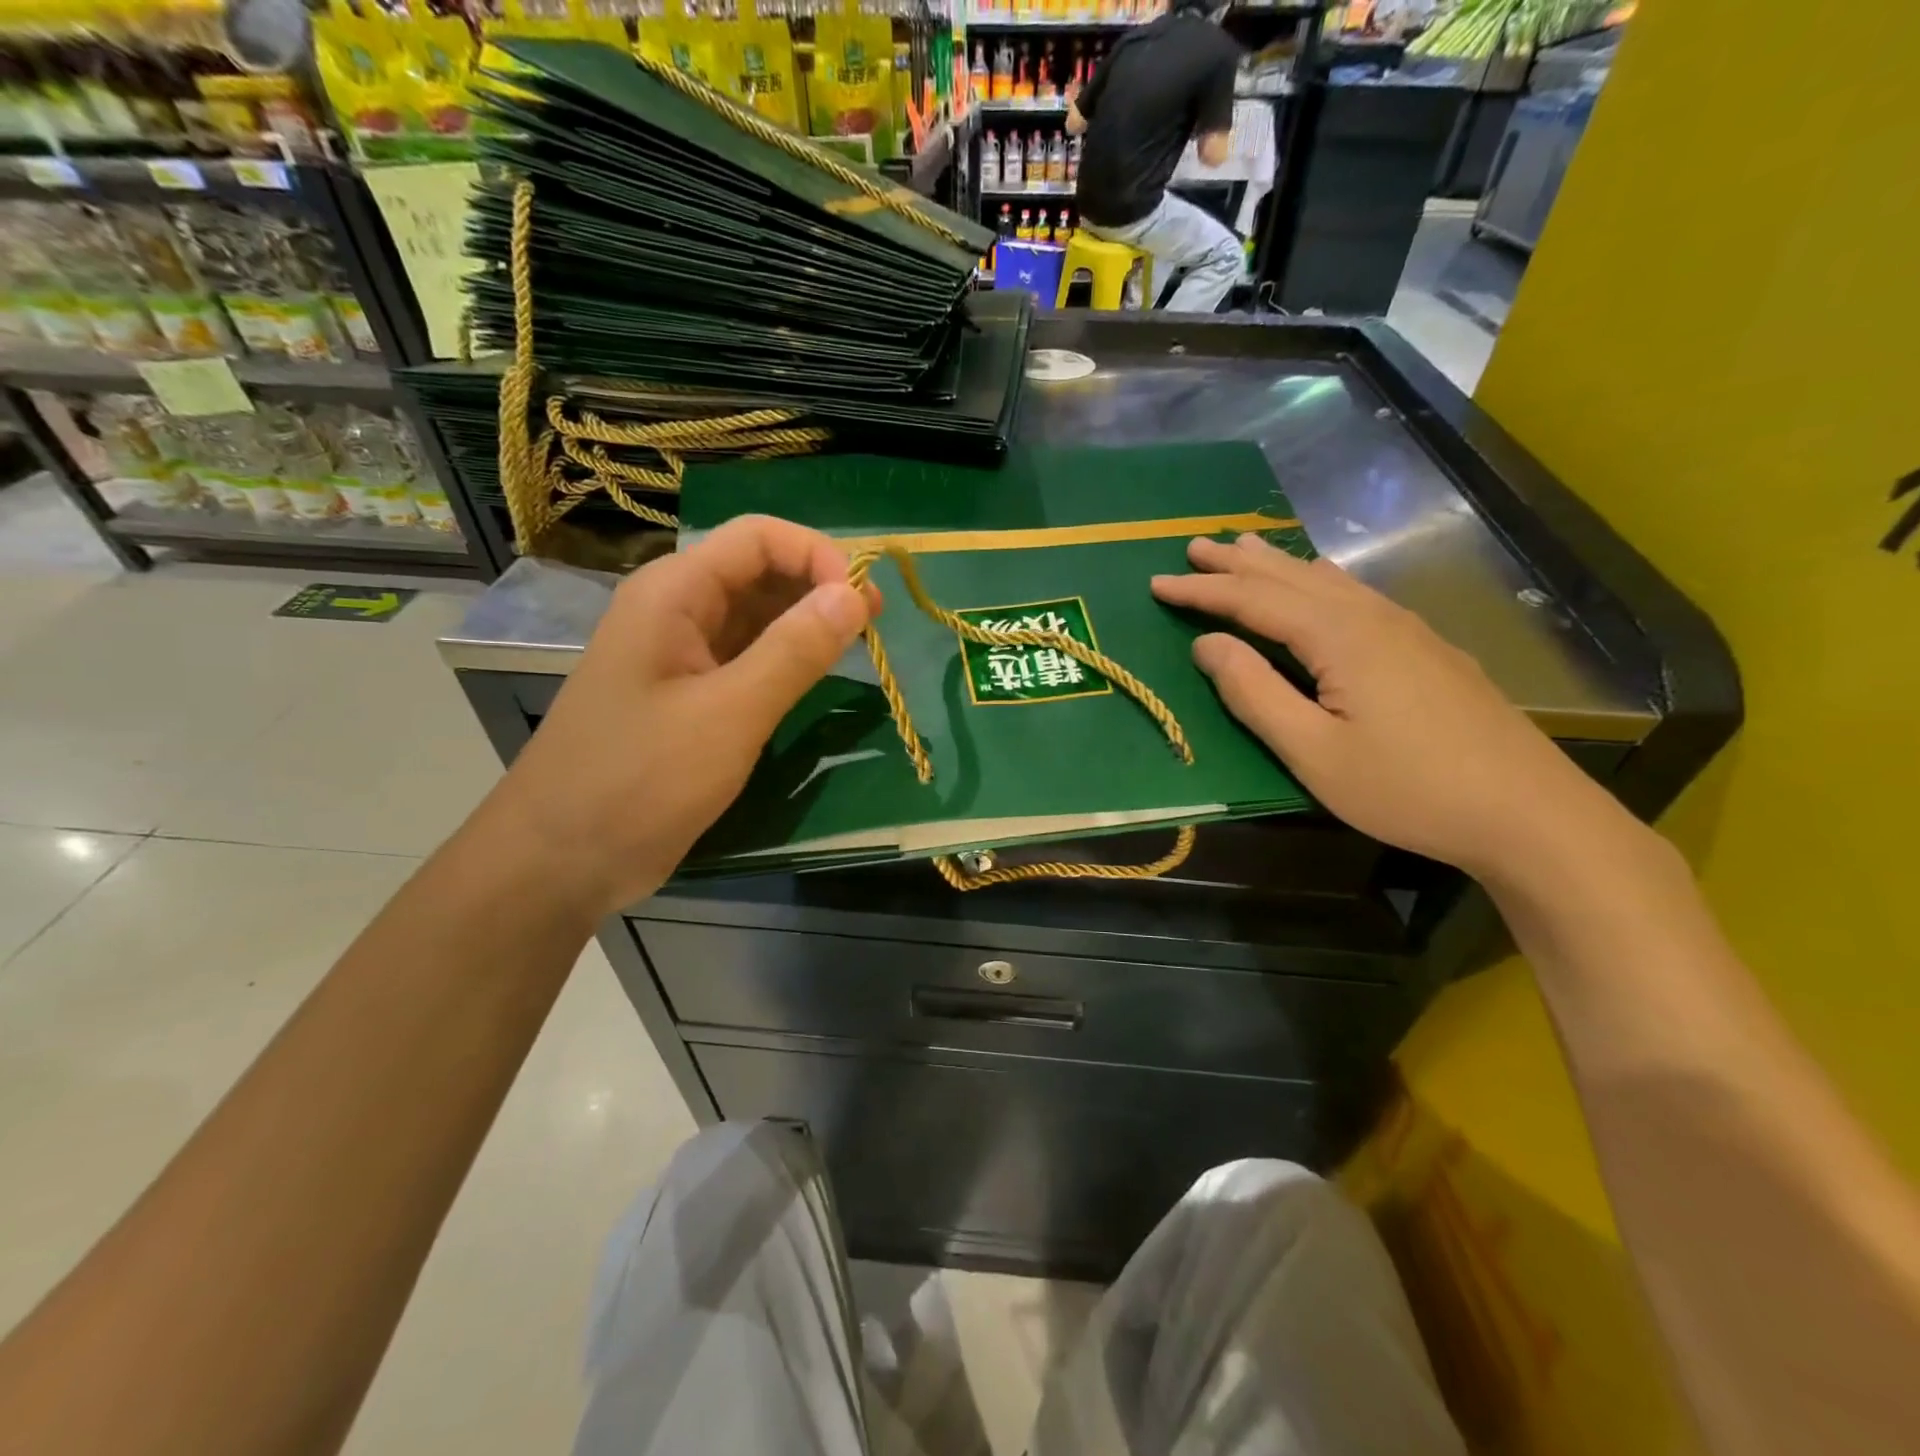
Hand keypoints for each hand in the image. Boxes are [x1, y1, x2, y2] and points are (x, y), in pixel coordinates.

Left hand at [484, 516, 872, 916]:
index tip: (864, 602)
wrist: (560, 859)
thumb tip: (854, 595)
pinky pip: (745, 658)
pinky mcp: (689, 696)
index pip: (758, 538)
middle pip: (759, 571)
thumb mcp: (728, 715)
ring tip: (857, 648)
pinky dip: (785, 660)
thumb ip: (794, 652)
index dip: (817, 555)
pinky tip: (816, 677)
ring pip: (755, 617)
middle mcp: (676, 611)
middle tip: (874, 626)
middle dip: (818, 587)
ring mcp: (681, 655)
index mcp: (674, 594)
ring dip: (806, 624)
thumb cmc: (639, 780)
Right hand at [1151, 534, 1624, 879]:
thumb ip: (1254, 693)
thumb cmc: (1406, 788)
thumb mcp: (1313, 752)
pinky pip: (1355, 594)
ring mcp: (1407, 629)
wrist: (1528, 812)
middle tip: (1192, 546)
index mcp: (1338, 637)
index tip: (1157, 582)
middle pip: (1290, 576)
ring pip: (1328, 580)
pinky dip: (1317, 580)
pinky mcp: (1427, 648)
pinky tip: (1320, 583)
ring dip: (1278, 565)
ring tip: (1244, 549)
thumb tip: (1207, 644)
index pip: (1254, 600)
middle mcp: (1371, 617)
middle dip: (1236, 562)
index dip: (1202, 590)